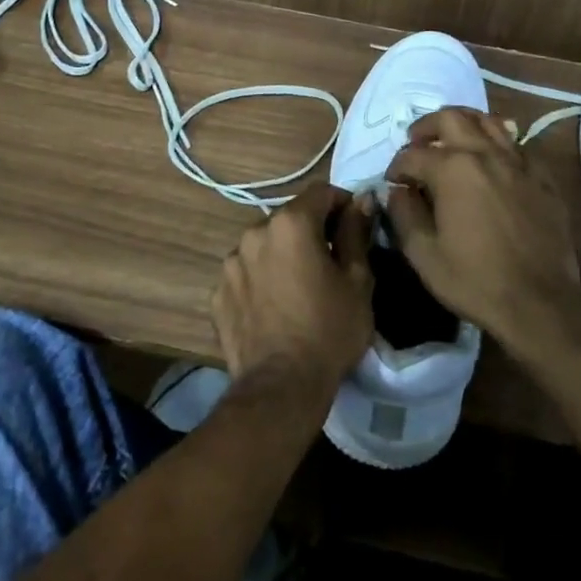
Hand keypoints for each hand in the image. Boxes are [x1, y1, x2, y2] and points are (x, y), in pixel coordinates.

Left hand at [212, 182, 374, 407]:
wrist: (281, 388)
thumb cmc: (329, 330)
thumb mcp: (358, 280)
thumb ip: (357, 232)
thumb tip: (362, 200)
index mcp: (291, 223)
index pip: (321, 192)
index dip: (342, 204)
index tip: (355, 227)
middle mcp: (255, 232)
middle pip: (290, 218)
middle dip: (311, 231)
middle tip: (331, 262)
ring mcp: (231, 263)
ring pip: (265, 245)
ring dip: (282, 255)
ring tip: (299, 288)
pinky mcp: (218, 292)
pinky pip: (246, 273)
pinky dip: (261, 280)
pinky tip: (275, 307)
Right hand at [384, 107, 580, 344]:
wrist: (540, 303)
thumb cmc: (475, 280)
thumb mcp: (423, 254)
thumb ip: (403, 214)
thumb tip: (396, 191)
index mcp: (452, 169)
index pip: (412, 155)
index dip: (396, 167)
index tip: (393, 183)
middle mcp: (485, 154)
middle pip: (451, 118)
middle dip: (426, 128)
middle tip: (416, 143)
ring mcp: (518, 162)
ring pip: (487, 121)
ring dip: (463, 124)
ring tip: (452, 140)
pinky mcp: (542, 177)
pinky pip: (516, 145)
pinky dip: (497, 143)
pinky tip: (491, 162)